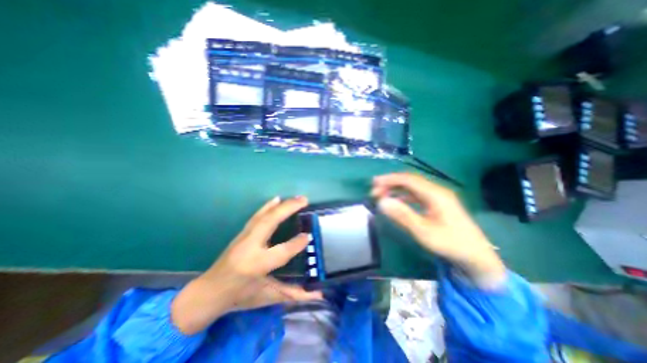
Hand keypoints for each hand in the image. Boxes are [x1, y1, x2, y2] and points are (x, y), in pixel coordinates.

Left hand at [171, 197, 323, 332]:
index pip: (281, 252)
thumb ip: (294, 294)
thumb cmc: (240, 296)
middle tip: (304, 199)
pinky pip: (257, 216)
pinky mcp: (241, 233)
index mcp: (256, 265)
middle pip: (270, 222)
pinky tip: (276, 199)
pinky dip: (268, 206)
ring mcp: (244, 237)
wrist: (209, 291)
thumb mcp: (268, 297)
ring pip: (263, 216)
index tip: (309, 235)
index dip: (296, 243)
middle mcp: (249, 247)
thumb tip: (318, 295)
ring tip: (295, 198)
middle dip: (288, 208)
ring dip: (281, 205)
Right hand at [375, 173, 504, 285]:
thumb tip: (382, 202)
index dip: (389, 179)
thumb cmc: (450, 244)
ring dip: (396, 189)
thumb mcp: (424, 231)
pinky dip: (403, 196)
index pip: (408, 180)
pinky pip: (416, 195)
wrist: (476, 257)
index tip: (374, 183)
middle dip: (390, 183)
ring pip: (412, 187)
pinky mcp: (437, 204)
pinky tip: (396, 202)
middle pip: (409, 181)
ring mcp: (438, 197)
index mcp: (435, 194)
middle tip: (374, 191)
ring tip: (382, 195)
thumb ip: (402, 215)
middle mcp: (436, 191)